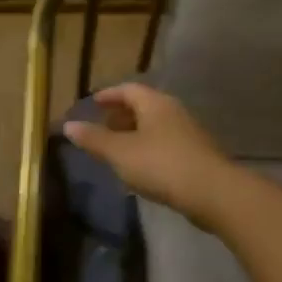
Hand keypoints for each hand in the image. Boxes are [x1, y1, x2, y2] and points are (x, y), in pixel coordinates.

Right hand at [62, 84, 236, 229]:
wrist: (213, 192)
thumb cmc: (161, 165)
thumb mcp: (120, 153)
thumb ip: (94, 139)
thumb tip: (68, 125)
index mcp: (155, 104)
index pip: (128, 89)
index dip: (108, 95)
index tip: (92, 103)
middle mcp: (173, 112)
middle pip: (143, 105)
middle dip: (120, 114)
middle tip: (101, 127)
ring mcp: (188, 133)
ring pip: (155, 125)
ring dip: (134, 132)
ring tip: (116, 149)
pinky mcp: (195, 154)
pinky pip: (165, 143)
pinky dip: (147, 147)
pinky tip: (139, 166)